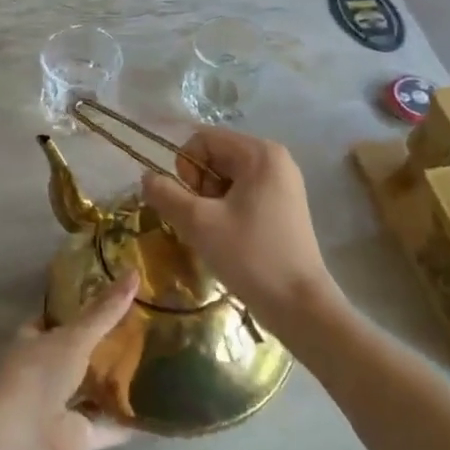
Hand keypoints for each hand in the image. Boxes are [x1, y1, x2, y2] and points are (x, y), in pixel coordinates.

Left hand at [0, 271, 138, 449]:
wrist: (26, 435)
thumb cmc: (40, 372)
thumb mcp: (76, 335)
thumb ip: (105, 310)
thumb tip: (134, 272)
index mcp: (31, 343)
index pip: (51, 321)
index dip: (73, 311)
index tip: (103, 301)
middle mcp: (42, 373)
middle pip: (73, 357)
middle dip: (97, 349)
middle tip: (135, 332)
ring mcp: (58, 407)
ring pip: (89, 392)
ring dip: (111, 385)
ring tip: (148, 368)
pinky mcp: (76, 438)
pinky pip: (106, 426)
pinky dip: (125, 422)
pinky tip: (152, 413)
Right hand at [141, 127, 337, 331]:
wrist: (302, 309)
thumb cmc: (251, 257)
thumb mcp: (199, 223)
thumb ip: (166, 194)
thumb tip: (146, 177)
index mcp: (259, 153)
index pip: (202, 140)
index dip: (186, 168)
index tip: (192, 203)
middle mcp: (275, 159)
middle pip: (215, 156)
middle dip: (199, 186)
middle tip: (203, 221)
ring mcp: (283, 182)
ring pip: (226, 177)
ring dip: (210, 201)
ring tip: (216, 233)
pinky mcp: (285, 205)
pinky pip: (243, 192)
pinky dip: (227, 210)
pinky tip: (230, 238)